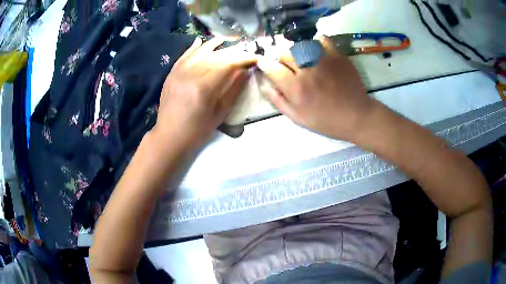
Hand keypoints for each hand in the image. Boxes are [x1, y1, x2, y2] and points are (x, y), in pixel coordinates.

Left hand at [153, 37, 256, 147]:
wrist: (169, 137)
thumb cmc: (197, 131)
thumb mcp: (220, 113)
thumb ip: (233, 89)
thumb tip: (245, 71)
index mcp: (203, 87)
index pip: (227, 64)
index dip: (243, 58)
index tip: (254, 57)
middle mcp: (190, 74)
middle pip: (214, 56)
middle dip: (232, 51)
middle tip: (244, 50)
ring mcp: (178, 73)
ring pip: (198, 52)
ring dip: (213, 45)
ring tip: (224, 39)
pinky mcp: (171, 74)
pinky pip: (184, 56)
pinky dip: (193, 48)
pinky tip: (200, 41)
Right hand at [258, 37, 375, 141]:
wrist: (357, 116)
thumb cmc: (327, 121)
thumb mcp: (299, 118)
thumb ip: (279, 102)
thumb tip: (265, 86)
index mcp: (296, 88)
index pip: (272, 68)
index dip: (265, 64)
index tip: (264, 63)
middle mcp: (307, 70)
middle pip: (284, 53)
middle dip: (281, 59)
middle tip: (287, 66)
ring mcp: (323, 60)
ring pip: (300, 45)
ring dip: (296, 51)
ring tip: (302, 59)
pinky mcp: (337, 56)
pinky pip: (322, 40)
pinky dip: (316, 42)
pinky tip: (316, 50)